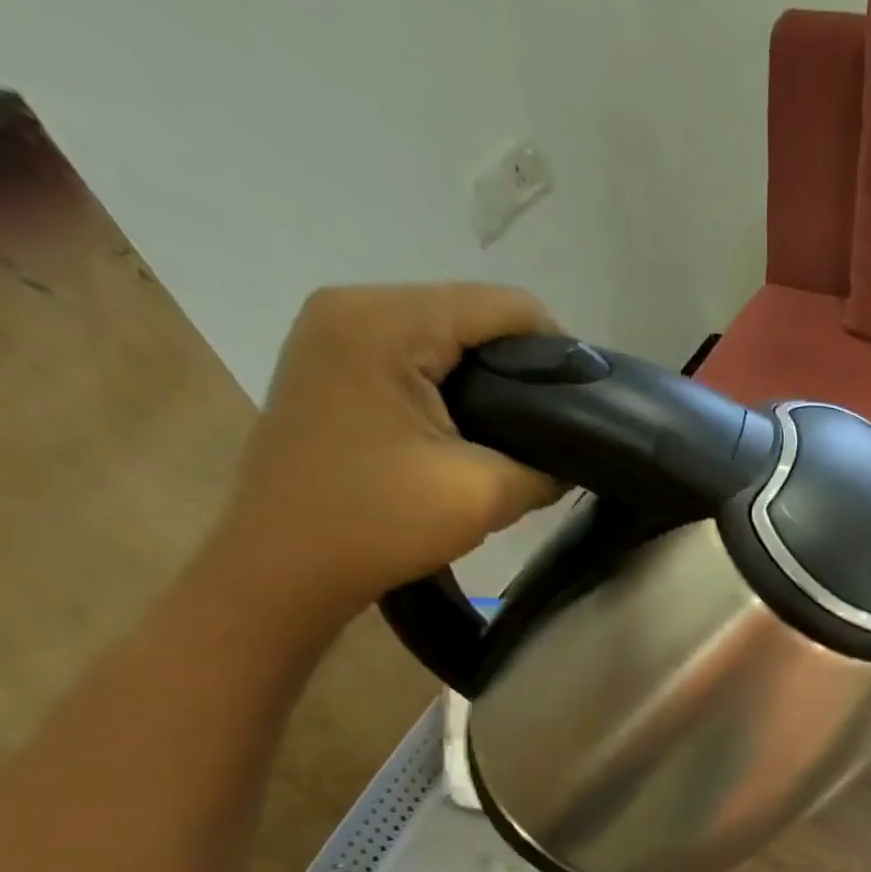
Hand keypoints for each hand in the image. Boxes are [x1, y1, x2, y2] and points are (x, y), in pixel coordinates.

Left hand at [207, 284, 562, 620]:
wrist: (283, 565)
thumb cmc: (380, 523)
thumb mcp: (485, 495)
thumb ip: (547, 468)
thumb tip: (574, 459)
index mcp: (386, 324)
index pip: (503, 307)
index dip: (560, 351)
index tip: (587, 406)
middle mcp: (352, 306)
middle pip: (471, 313)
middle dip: (524, 366)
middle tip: (557, 427)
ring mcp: (333, 332)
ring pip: (444, 334)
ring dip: (491, 378)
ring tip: (520, 432)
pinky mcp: (330, 363)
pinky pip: (413, 354)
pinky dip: (454, 384)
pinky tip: (471, 429)